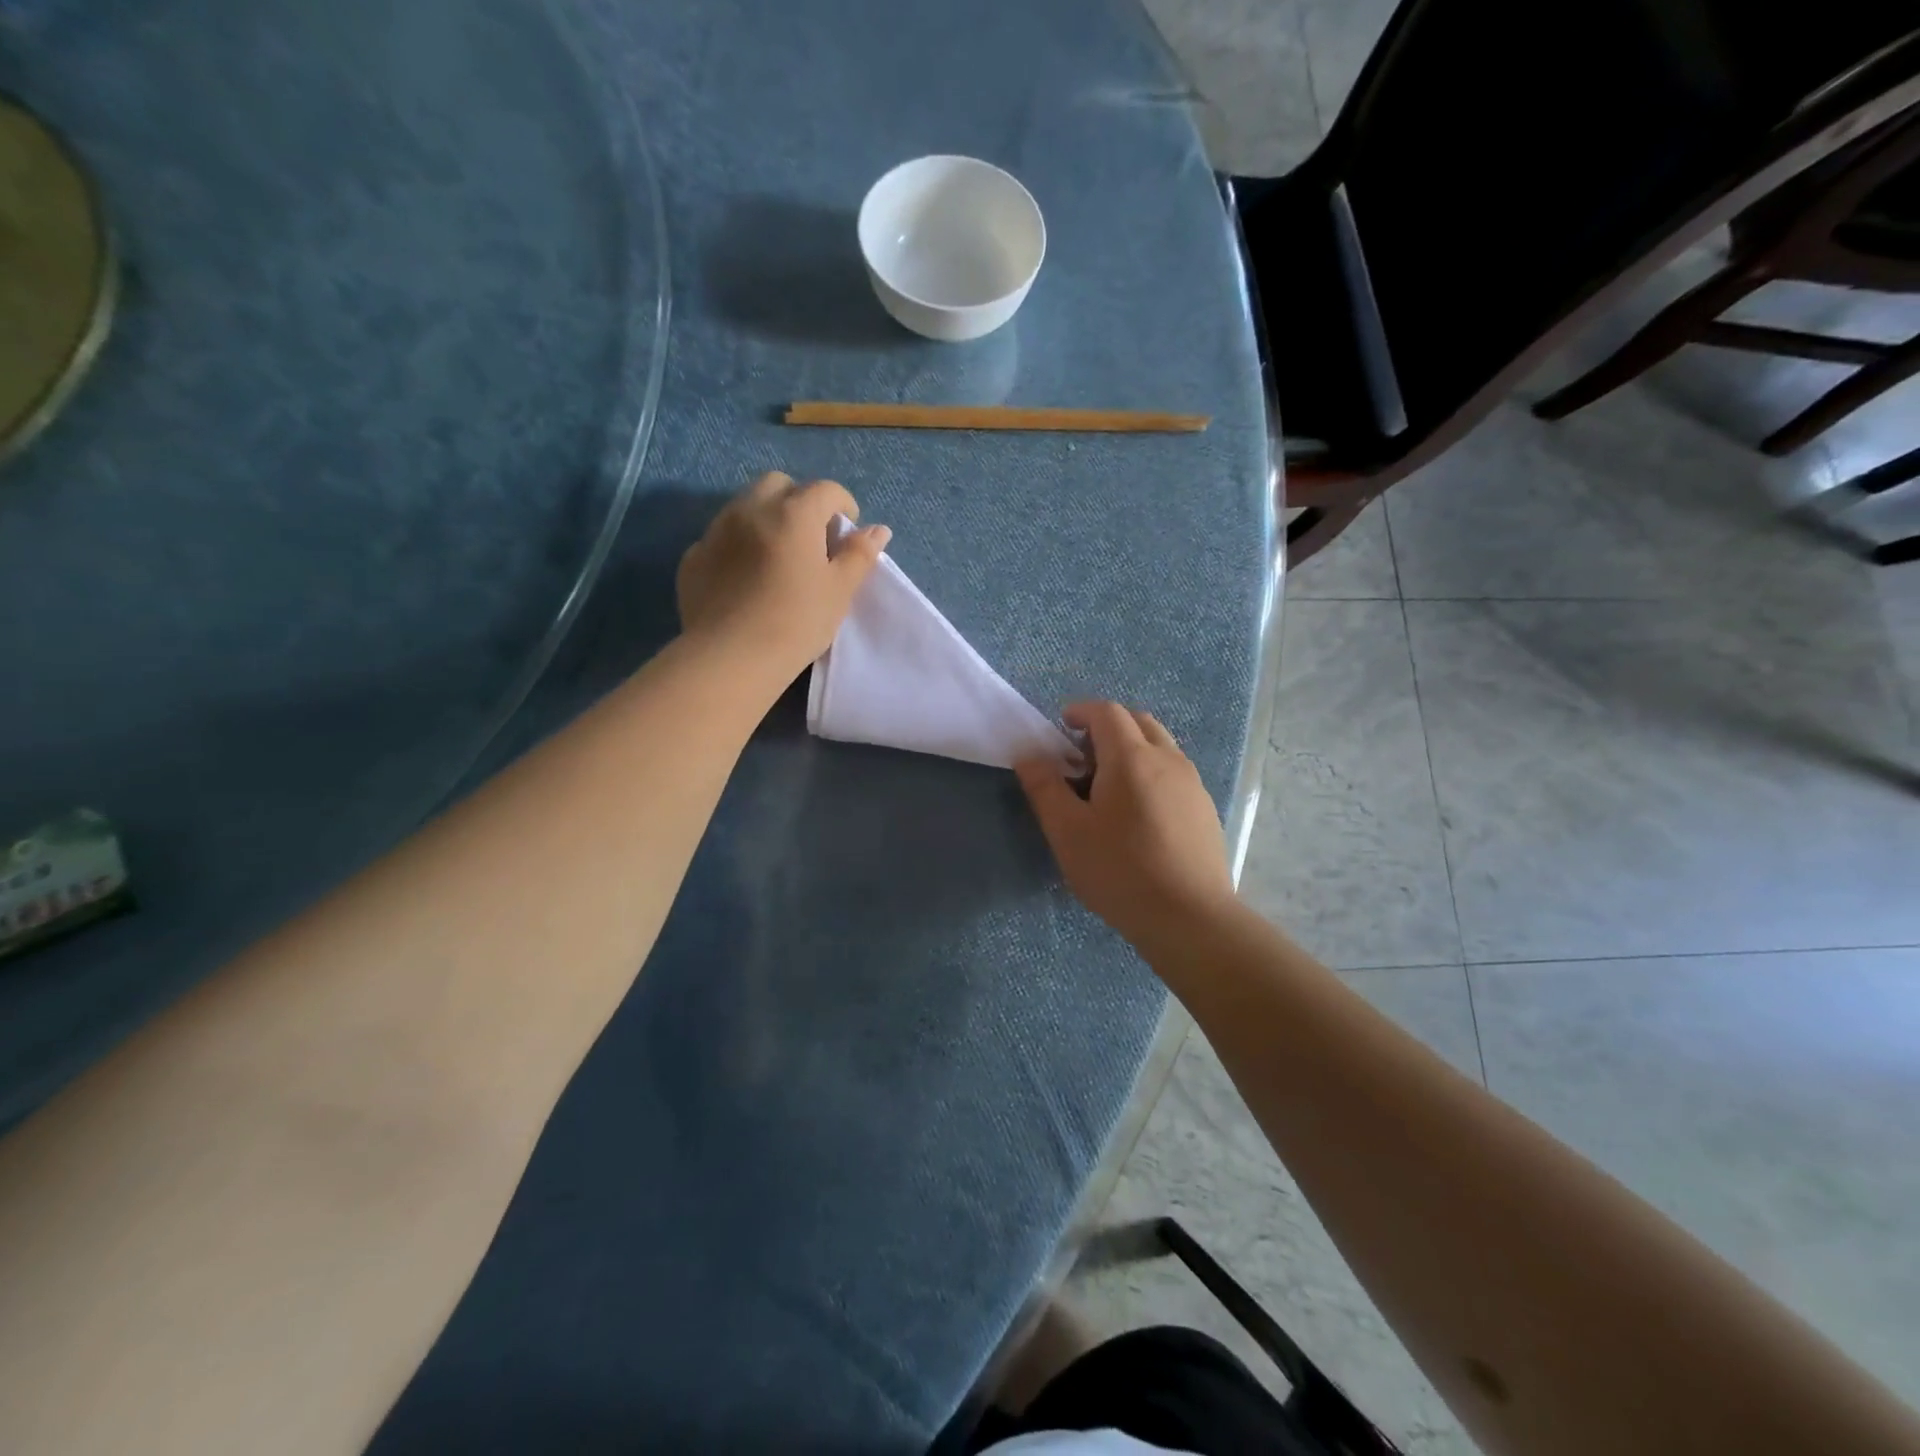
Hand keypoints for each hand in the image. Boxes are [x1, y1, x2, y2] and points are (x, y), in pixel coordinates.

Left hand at [676, 472, 890, 681]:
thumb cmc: (796, 622)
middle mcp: (751, 510)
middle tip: (812, 537)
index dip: (843, 505)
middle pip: (779, 485)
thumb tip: (878, 530)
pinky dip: (739, 544)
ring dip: (767, 518)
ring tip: (779, 557)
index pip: (825, 490)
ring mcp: (716, 531)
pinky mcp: (693, 557)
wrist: (730, 658)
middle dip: (800, 500)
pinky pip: (721, 537)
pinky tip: (746, 578)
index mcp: (793, 514)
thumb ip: (859, 555)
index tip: (848, 532)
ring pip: (745, 506)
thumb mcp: (839, 591)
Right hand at [1016, 702, 1235, 948]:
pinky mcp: (1205, 809)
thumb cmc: (1120, 871)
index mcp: (1132, 757)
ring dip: (1131, 749)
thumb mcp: (1068, 832)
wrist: (1190, 918)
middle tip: (1082, 759)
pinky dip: (1151, 772)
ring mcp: (1193, 784)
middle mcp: (1168, 759)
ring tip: (1109, 787)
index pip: (1107, 712)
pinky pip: (1174, 772)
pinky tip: (1139, 814)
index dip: (1081, 712)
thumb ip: (1045, 788)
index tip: (1061, 728)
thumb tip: (1029, 756)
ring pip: (1160, 746)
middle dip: (1107, 728)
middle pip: (1137, 722)